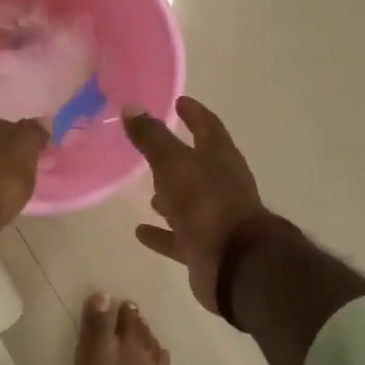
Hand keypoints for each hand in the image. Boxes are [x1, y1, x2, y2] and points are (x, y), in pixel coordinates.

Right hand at [125, 97, 280, 313]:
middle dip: (178, 156)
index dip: (193, 113)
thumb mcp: (173, 163)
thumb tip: (131, 106)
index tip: (179, 101)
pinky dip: (161, 233)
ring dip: (170, 196)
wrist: (233, 263)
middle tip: (154, 148)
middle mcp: (221, 185)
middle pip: (199, 164)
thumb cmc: (205, 202)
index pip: (207, 126)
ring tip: (147, 192)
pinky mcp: (204, 248)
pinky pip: (178, 236)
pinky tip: (140, 231)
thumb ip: (152, 137)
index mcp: (220, 158)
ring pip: (188, 201)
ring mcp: (214, 218)